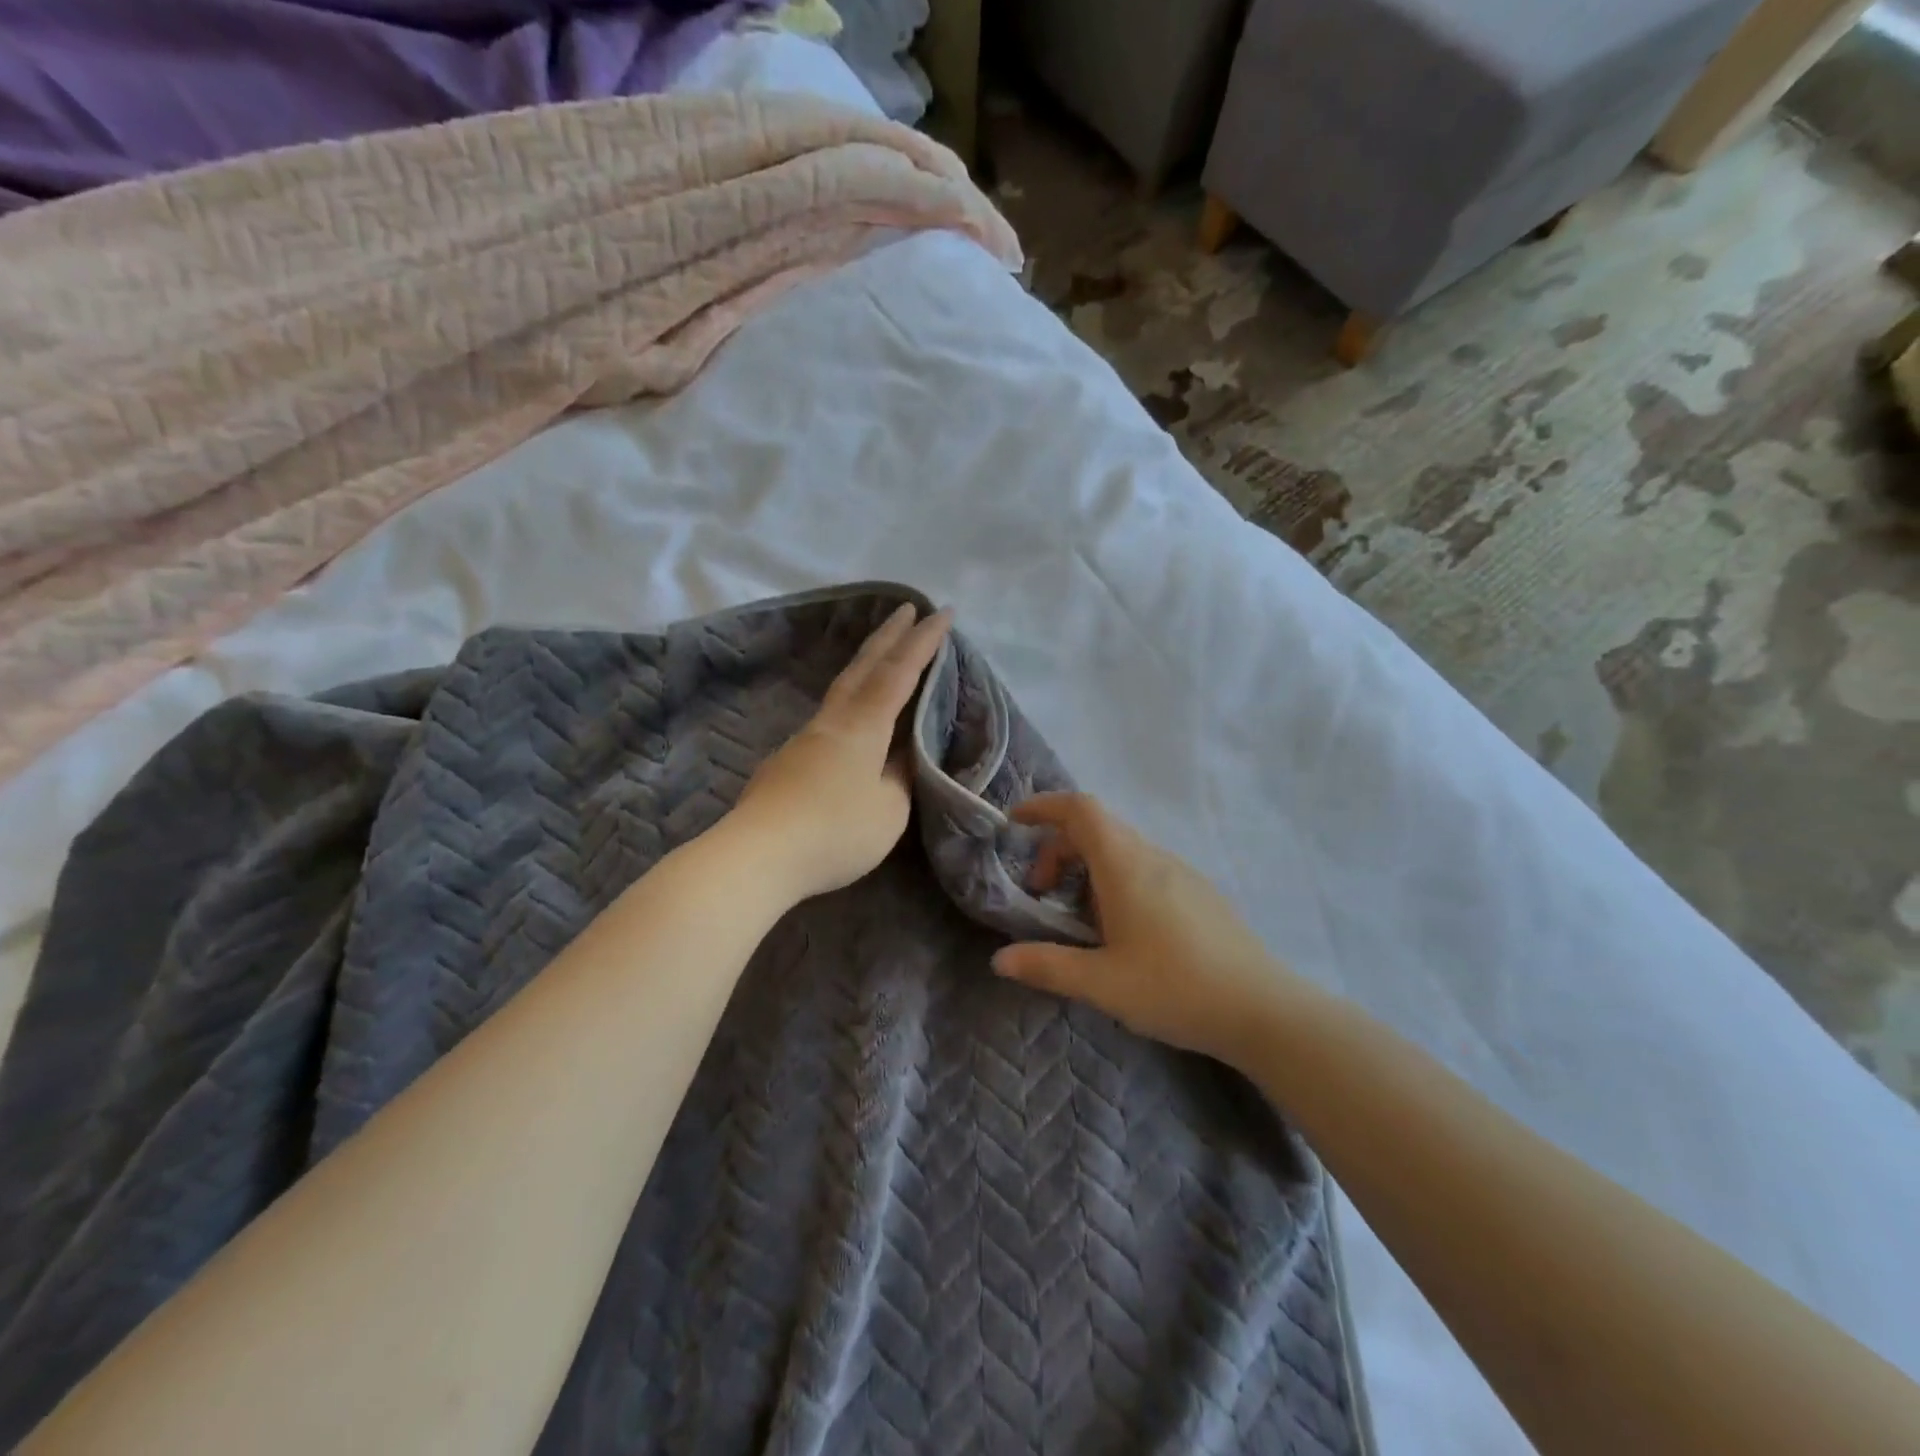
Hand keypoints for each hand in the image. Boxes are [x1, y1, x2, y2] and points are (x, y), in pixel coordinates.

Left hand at [730, 602, 952, 902]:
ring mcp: (804, 739)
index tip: (942, 612)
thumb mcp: (889, 811)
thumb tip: (901, 757)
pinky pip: (830, 718)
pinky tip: (853, 724)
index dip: (923, 642)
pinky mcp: (787, 762)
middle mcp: (832, 722)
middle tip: (907, 608)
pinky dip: (851, 701)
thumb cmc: (835, 832)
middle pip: (863, 667)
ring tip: (883, 657)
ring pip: (842, 689)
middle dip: (889, 636)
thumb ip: (900, 778)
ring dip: (866, 665)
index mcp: (863, 726)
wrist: (757, 855)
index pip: (899, 673)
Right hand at [992, 794, 1306, 1069]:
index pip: (1081, 809)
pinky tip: (1123, 932)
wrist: (1263, 1009)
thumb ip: (1047, 966)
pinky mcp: (1200, 893)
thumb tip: (999, 959)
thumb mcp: (1102, 983)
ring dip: (1088, 868)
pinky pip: (1145, 868)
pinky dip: (1116, 881)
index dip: (1044, 806)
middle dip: (1058, 849)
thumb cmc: (1175, 988)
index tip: (1015, 824)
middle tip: (1041, 893)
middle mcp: (1153, 857)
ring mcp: (1182, 872)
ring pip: (1122, 849)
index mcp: (1126, 866)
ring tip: (1079, 920)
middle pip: (1097, 828)